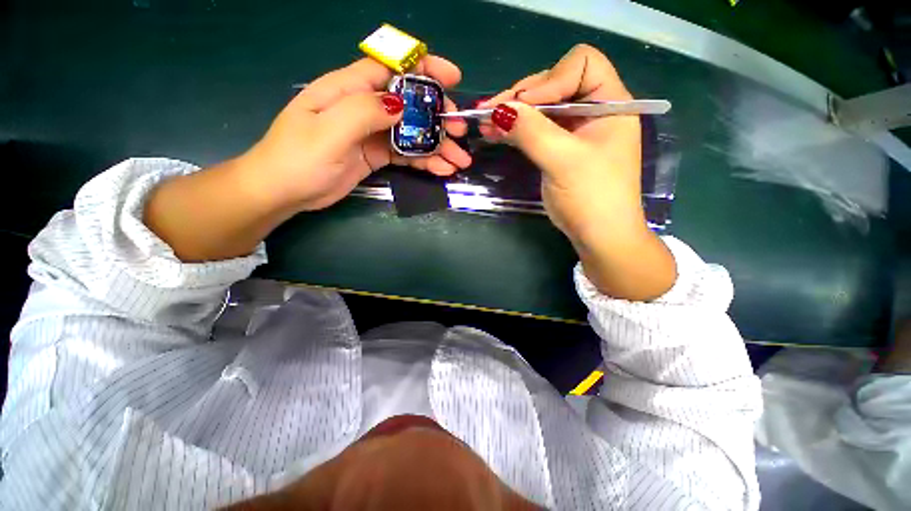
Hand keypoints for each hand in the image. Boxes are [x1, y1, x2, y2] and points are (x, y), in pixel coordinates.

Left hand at [145, 56, 471, 261]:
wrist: (285, 192)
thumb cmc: (298, 158)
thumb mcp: (327, 131)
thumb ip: (363, 112)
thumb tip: (402, 104)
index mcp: (348, 89)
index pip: (391, 68)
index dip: (423, 69)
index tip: (452, 78)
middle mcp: (364, 107)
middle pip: (410, 104)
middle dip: (438, 116)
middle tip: (459, 132)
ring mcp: (373, 133)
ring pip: (412, 133)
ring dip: (438, 145)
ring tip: (459, 160)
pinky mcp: (377, 155)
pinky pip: (406, 154)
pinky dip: (425, 161)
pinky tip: (442, 170)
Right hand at [480, 44, 675, 300]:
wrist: (599, 236)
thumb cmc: (593, 198)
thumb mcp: (563, 161)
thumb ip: (532, 132)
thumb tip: (498, 109)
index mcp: (610, 103)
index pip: (582, 64)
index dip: (551, 79)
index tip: (526, 106)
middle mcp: (593, 110)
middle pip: (555, 83)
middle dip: (523, 96)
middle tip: (491, 111)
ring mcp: (574, 130)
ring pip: (540, 109)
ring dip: (513, 113)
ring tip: (485, 121)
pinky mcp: (558, 148)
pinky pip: (535, 129)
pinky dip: (515, 129)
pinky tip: (495, 132)